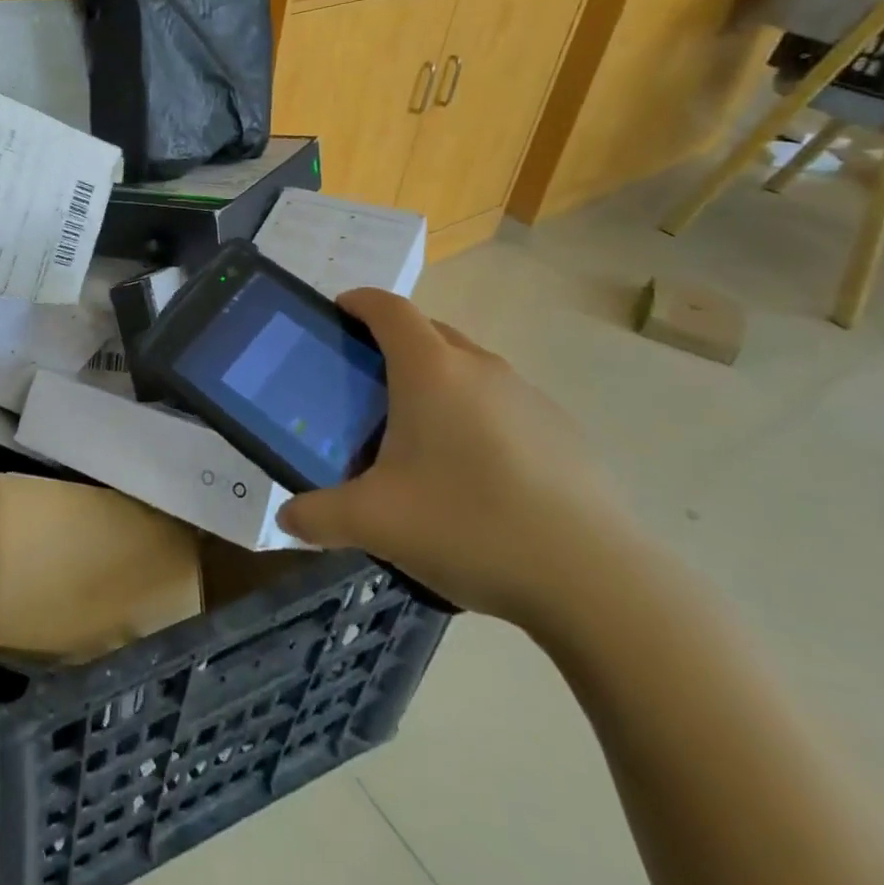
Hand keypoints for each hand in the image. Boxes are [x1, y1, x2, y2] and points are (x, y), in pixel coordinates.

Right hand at [277, 288, 639, 629]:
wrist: (598, 582)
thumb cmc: (469, 525)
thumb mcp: (374, 523)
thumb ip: (317, 515)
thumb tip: (285, 519)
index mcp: (430, 370)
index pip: (388, 308)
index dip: (359, 301)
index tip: (337, 313)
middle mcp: (480, 368)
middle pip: (429, 331)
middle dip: (393, 343)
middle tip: (366, 384)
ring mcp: (528, 397)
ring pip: (469, 368)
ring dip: (438, 381)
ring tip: (419, 434)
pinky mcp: (564, 432)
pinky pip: (503, 403)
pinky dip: (477, 415)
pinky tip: (475, 474)